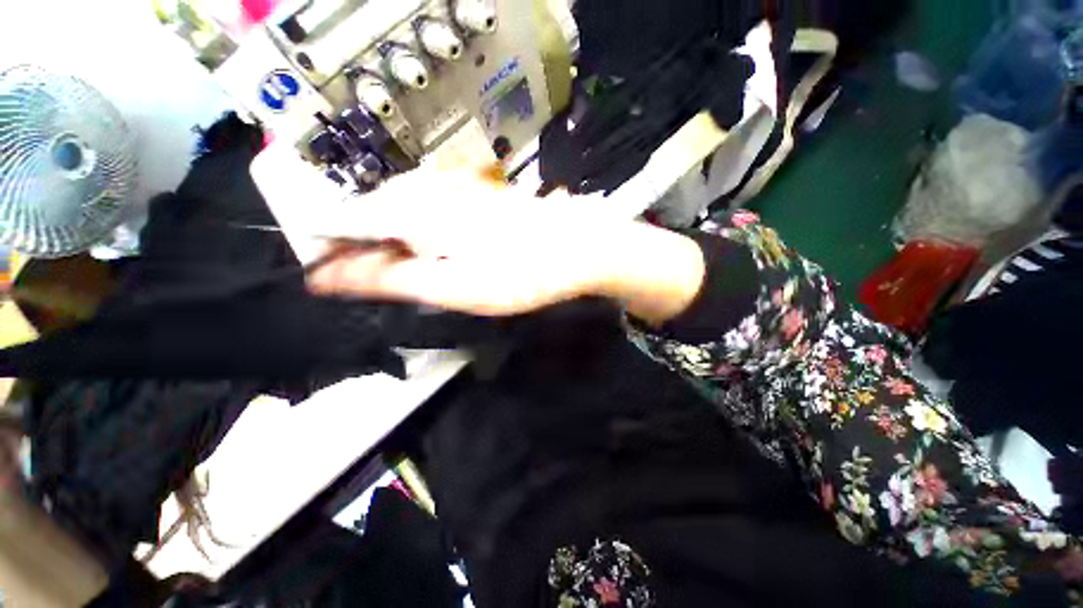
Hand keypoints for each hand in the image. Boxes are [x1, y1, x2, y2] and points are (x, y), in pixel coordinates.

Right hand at [307, 170, 704, 323]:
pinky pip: (426, 211)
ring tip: (397, 274)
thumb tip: (331, 276)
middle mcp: (426, 188)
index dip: (323, 249)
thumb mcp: (453, 286)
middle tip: (362, 283)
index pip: (340, 221)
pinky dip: (417, 234)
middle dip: (357, 247)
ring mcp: (451, 188)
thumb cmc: (519, 272)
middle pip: (367, 214)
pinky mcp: (470, 196)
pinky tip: (431, 253)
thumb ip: (392, 278)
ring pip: (397, 212)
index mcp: (412, 210)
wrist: (575, 247)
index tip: (318, 276)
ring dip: (388, 242)